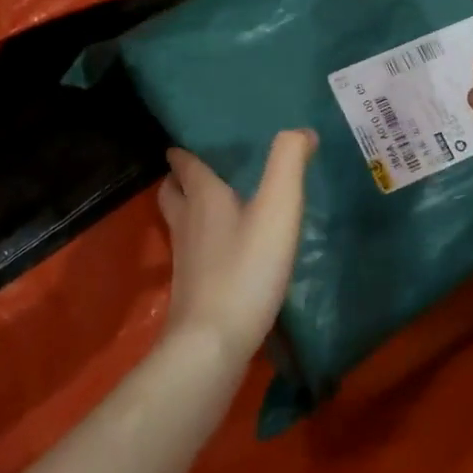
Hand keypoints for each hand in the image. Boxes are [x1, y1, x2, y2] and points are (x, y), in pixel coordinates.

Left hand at [157, 130, 315, 356]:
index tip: (185, 144)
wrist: (213, 341)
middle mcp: (187, 222)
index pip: (185, 165)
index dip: (183, 152)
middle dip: (179, 180)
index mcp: (203, 197)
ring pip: (179, 223)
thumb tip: (301, 131)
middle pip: (171, 193)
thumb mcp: (277, 208)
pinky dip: (202, 243)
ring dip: (189, 210)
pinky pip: (192, 253)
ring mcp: (185, 259)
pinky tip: (225, 252)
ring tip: (214, 208)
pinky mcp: (191, 289)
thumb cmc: (246, 268)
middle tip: (197, 173)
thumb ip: (288, 163)